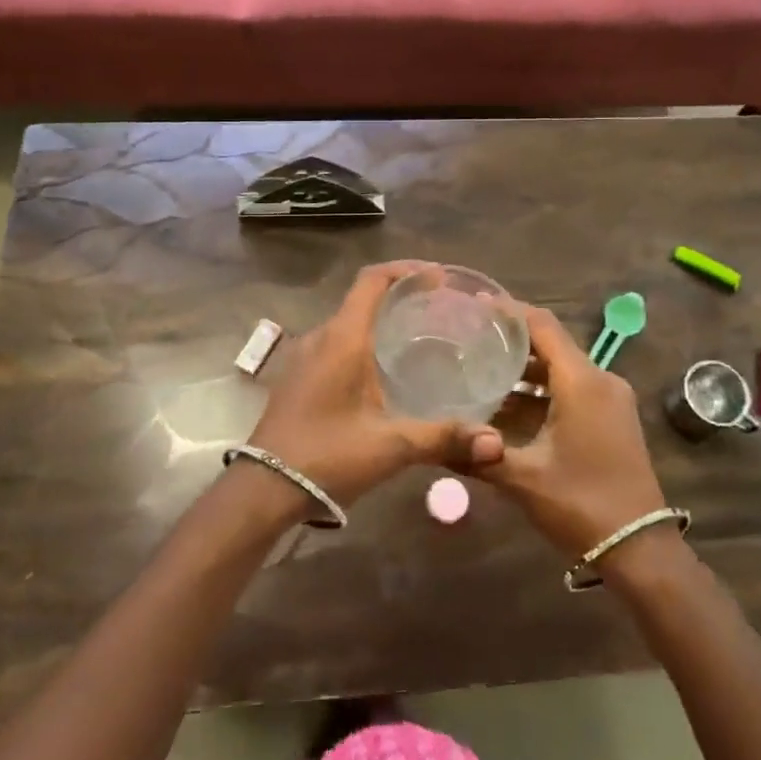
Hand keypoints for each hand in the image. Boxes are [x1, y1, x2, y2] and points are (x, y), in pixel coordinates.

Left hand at [248, 263, 504, 506]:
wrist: (263, 489)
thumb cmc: (327, 456)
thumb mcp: (391, 446)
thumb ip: (444, 438)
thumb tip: (496, 443)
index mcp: (342, 338)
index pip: (372, 280)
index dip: (405, 270)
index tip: (437, 277)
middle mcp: (321, 337)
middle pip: (362, 299)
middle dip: (399, 296)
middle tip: (438, 309)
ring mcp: (304, 357)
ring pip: (347, 323)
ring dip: (379, 321)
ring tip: (418, 336)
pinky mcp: (298, 378)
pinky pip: (335, 344)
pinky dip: (363, 342)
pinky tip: (384, 371)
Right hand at [474, 306, 668, 559]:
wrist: (640, 549)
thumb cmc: (581, 503)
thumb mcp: (522, 478)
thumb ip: (477, 455)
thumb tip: (433, 443)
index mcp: (582, 382)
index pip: (542, 325)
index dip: (508, 311)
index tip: (472, 306)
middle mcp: (600, 380)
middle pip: (551, 344)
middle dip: (510, 341)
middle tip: (467, 340)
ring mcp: (610, 399)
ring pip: (560, 369)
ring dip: (523, 371)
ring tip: (478, 372)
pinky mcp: (612, 418)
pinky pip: (571, 389)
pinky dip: (540, 391)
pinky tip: (507, 407)